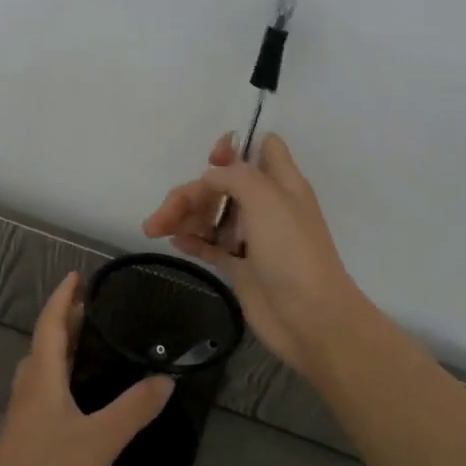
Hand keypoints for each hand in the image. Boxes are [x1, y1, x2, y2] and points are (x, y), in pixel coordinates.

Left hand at [0, 272, 174, 465]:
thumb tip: (166, 378)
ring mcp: (24, 414)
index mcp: (41, 377)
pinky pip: (44, 388)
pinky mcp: (26, 436)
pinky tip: (80, 392)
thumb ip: (134, 408)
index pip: (50, 324)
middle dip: (65, 319)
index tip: (77, 275)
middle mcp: (29, 388)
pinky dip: (61, 373)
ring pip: (42, 366)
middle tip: (94, 306)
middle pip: (45, 342)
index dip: (63, 298)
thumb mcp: (100, 439)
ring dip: (61, 346)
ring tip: (89, 341)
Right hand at [142, 132, 374, 378]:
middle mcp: (267, 206)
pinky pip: (210, 245)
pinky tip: (172, 242)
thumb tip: (209, 177)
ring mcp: (253, 238)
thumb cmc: (292, 251)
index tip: (211, 161)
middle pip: (223, 184)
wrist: (310, 317)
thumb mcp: (267, 198)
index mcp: (282, 183)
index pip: (263, 147)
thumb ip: (235, 176)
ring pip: (213, 214)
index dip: (235, 147)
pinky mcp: (241, 267)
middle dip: (192, 192)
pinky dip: (191, 240)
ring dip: (184, 216)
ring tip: (155, 230)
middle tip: (166, 213)